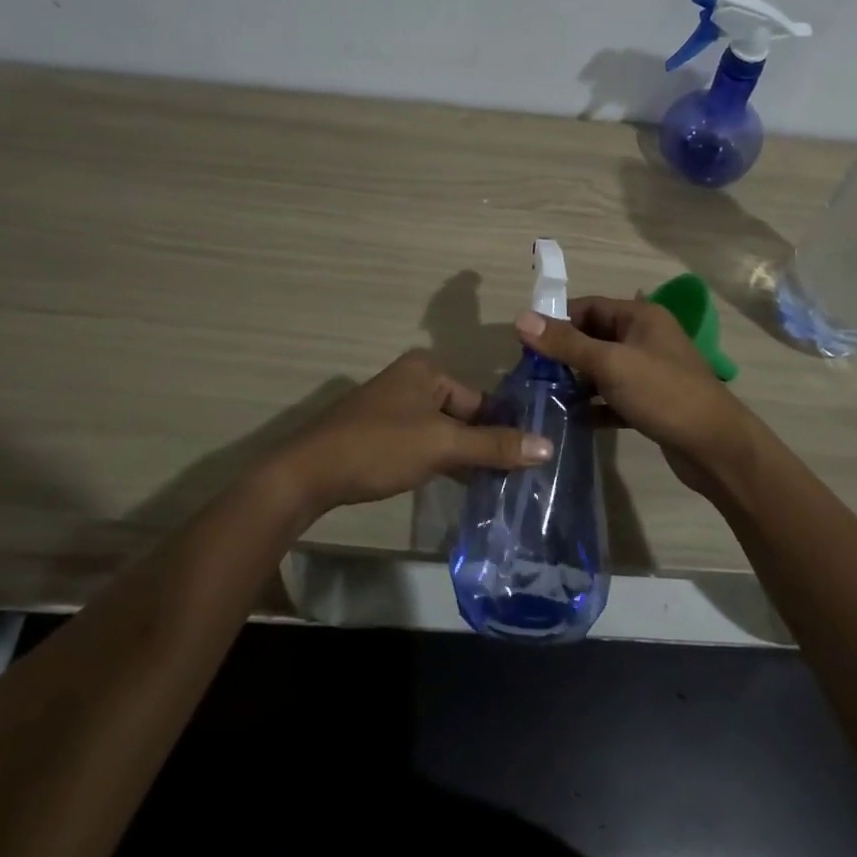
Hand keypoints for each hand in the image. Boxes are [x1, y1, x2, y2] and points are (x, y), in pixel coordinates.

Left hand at [273, 350, 551, 519]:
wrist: (308, 473)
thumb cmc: (380, 447)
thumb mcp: (442, 445)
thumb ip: (493, 445)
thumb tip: (548, 446)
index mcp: (427, 369)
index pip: (481, 399)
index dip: (503, 430)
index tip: (529, 462)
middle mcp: (411, 380)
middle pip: (463, 414)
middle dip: (484, 445)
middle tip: (515, 479)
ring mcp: (393, 407)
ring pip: (443, 431)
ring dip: (463, 456)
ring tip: (494, 487)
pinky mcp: (380, 433)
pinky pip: (423, 442)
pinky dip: (439, 461)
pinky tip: (457, 485)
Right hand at [513, 296, 756, 495]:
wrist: (715, 447)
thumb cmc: (663, 393)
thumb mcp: (610, 364)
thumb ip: (565, 342)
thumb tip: (520, 317)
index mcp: (640, 316)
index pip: (588, 306)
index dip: (557, 320)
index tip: (526, 343)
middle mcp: (645, 337)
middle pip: (594, 336)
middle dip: (563, 353)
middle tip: (531, 373)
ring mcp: (650, 370)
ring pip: (602, 368)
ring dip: (576, 380)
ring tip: (544, 396)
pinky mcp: (651, 401)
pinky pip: (613, 396)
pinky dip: (594, 404)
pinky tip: (571, 419)